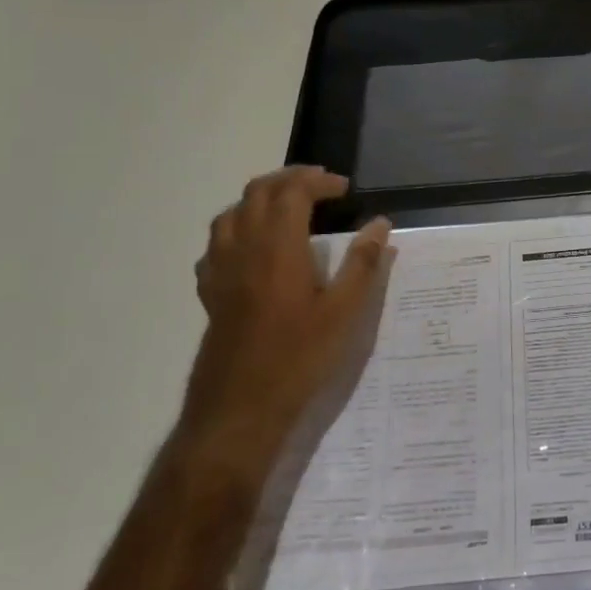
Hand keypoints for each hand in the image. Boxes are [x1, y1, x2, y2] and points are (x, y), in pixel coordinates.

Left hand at [173, 166, 392, 491]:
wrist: (238, 410)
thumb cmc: (297, 358)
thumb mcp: (343, 313)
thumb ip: (362, 264)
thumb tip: (380, 224)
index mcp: (278, 247)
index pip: (292, 191)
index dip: (318, 181)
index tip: (344, 188)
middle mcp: (244, 248)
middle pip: (258, 192)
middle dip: (289, 179)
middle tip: (320, 187)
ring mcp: (221, 270)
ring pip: (232, 213)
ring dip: (260, 199)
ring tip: (287, 208)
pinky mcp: (210, 293)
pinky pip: (216, 245)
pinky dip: (237, 230)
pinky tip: (252, 249)